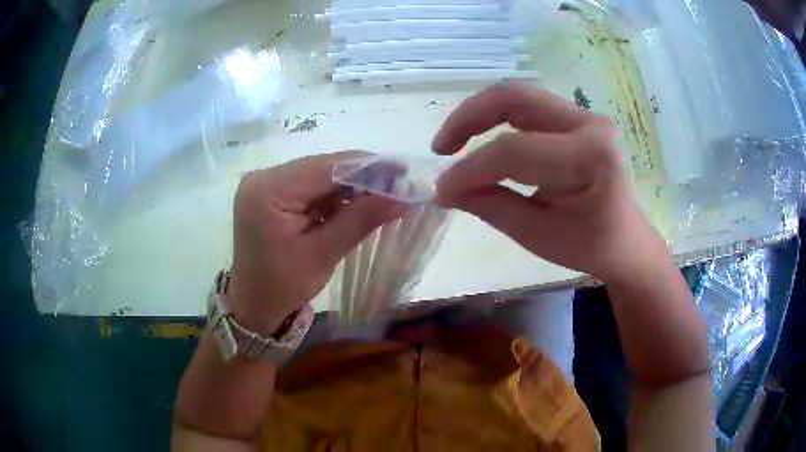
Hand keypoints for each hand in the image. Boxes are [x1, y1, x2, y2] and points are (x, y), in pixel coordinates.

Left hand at [229, 152, 402, 334]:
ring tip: (384, 199)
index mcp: (268, 189)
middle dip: (363, 178)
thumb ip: (361, 219)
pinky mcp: (272, 192)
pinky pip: (311, 187)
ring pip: (320, 175)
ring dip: (352, 188)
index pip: (327, 167)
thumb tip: (402, 196)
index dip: (369, 168)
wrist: (254, 304)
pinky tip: (357, 206)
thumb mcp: (323, 253)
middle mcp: (264, 177)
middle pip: (323, 168)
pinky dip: (335, 196)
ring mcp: (267, 183)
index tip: (405, 175)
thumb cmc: (283, 286)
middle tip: (400, 189)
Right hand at [432, 84, 665, 282]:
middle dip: (468, 118)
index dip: (472, 168)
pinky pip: (526, 108)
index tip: (442, 189)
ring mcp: (583, 115)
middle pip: (514, 98)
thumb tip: (445, 189)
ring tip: (453, 142)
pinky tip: (480, 139)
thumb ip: (491, 206)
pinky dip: (495, 119)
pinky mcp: (574, 118)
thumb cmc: (590, 245)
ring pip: (516, 96)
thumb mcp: (538, 235)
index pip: (516, 151)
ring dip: (478, 114)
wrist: (625, 239)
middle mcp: (589, 122)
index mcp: (591, 156)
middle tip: (441, 147)